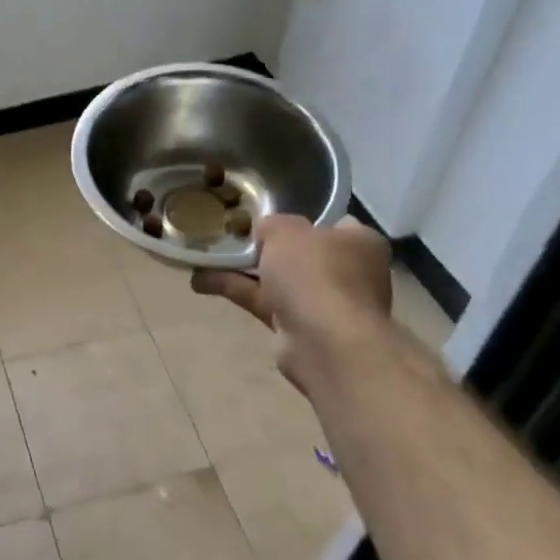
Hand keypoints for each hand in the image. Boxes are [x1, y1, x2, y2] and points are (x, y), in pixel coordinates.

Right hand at [190, 215, 391, 394]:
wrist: (325, 343)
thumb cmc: (315, 274)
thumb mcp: (285, 230)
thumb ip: (271, 224)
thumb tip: (264, 232)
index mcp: (358, 242)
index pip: (328, 223)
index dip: (296, 218)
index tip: (264, 217)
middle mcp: (348, 272)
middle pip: (299, 253)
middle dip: (263, 248)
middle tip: (230, 236)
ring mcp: (325, 303)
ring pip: (277, 280)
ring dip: (242, 271)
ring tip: (203, 258)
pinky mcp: (301, 329)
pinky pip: (264, 303)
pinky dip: (237, 291)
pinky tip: (201, 282)